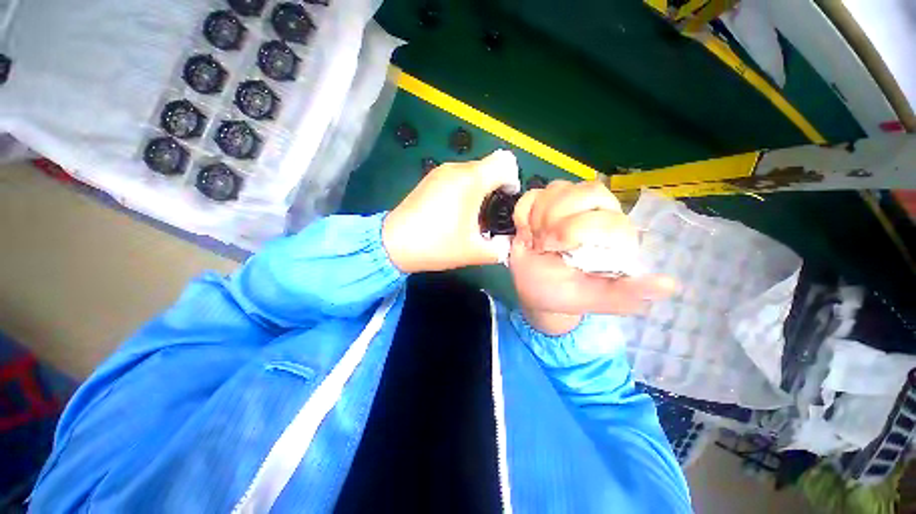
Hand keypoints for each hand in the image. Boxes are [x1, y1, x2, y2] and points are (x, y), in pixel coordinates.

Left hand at [383, 150, 519, 272]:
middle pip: (490, 168)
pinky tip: (455, 213)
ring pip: (473, 172)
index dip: (513, 181)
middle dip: (496, 189)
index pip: (506, 162)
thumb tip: (510, 243)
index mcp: (471, 180)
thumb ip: (501, 248)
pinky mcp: (430, 179)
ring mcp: (441, 171)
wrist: (393, 244)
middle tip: (489, 216)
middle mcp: (457, 168)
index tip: (505, 203)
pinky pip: (457, 177)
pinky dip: (465, 190)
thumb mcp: (475, 252)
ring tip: (472, 217)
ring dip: (480, 191)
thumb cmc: (437, 245)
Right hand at [509, 181, 675, 333]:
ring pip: (558, 188)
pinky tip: (526, 232)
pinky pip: (532, 195)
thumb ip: (625, 294)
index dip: (575, 230)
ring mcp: (567, 204)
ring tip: (536, 240)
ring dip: (538, 218)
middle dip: (557, 220)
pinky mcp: (542, 203)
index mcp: (614, 236)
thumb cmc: (562, 294)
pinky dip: (523, 214)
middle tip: (544, 244)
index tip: (556, 251)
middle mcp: (597, 213)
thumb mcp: (592, 298)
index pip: (606, 215)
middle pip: (588, 191)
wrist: (531, 289)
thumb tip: (669, 285)